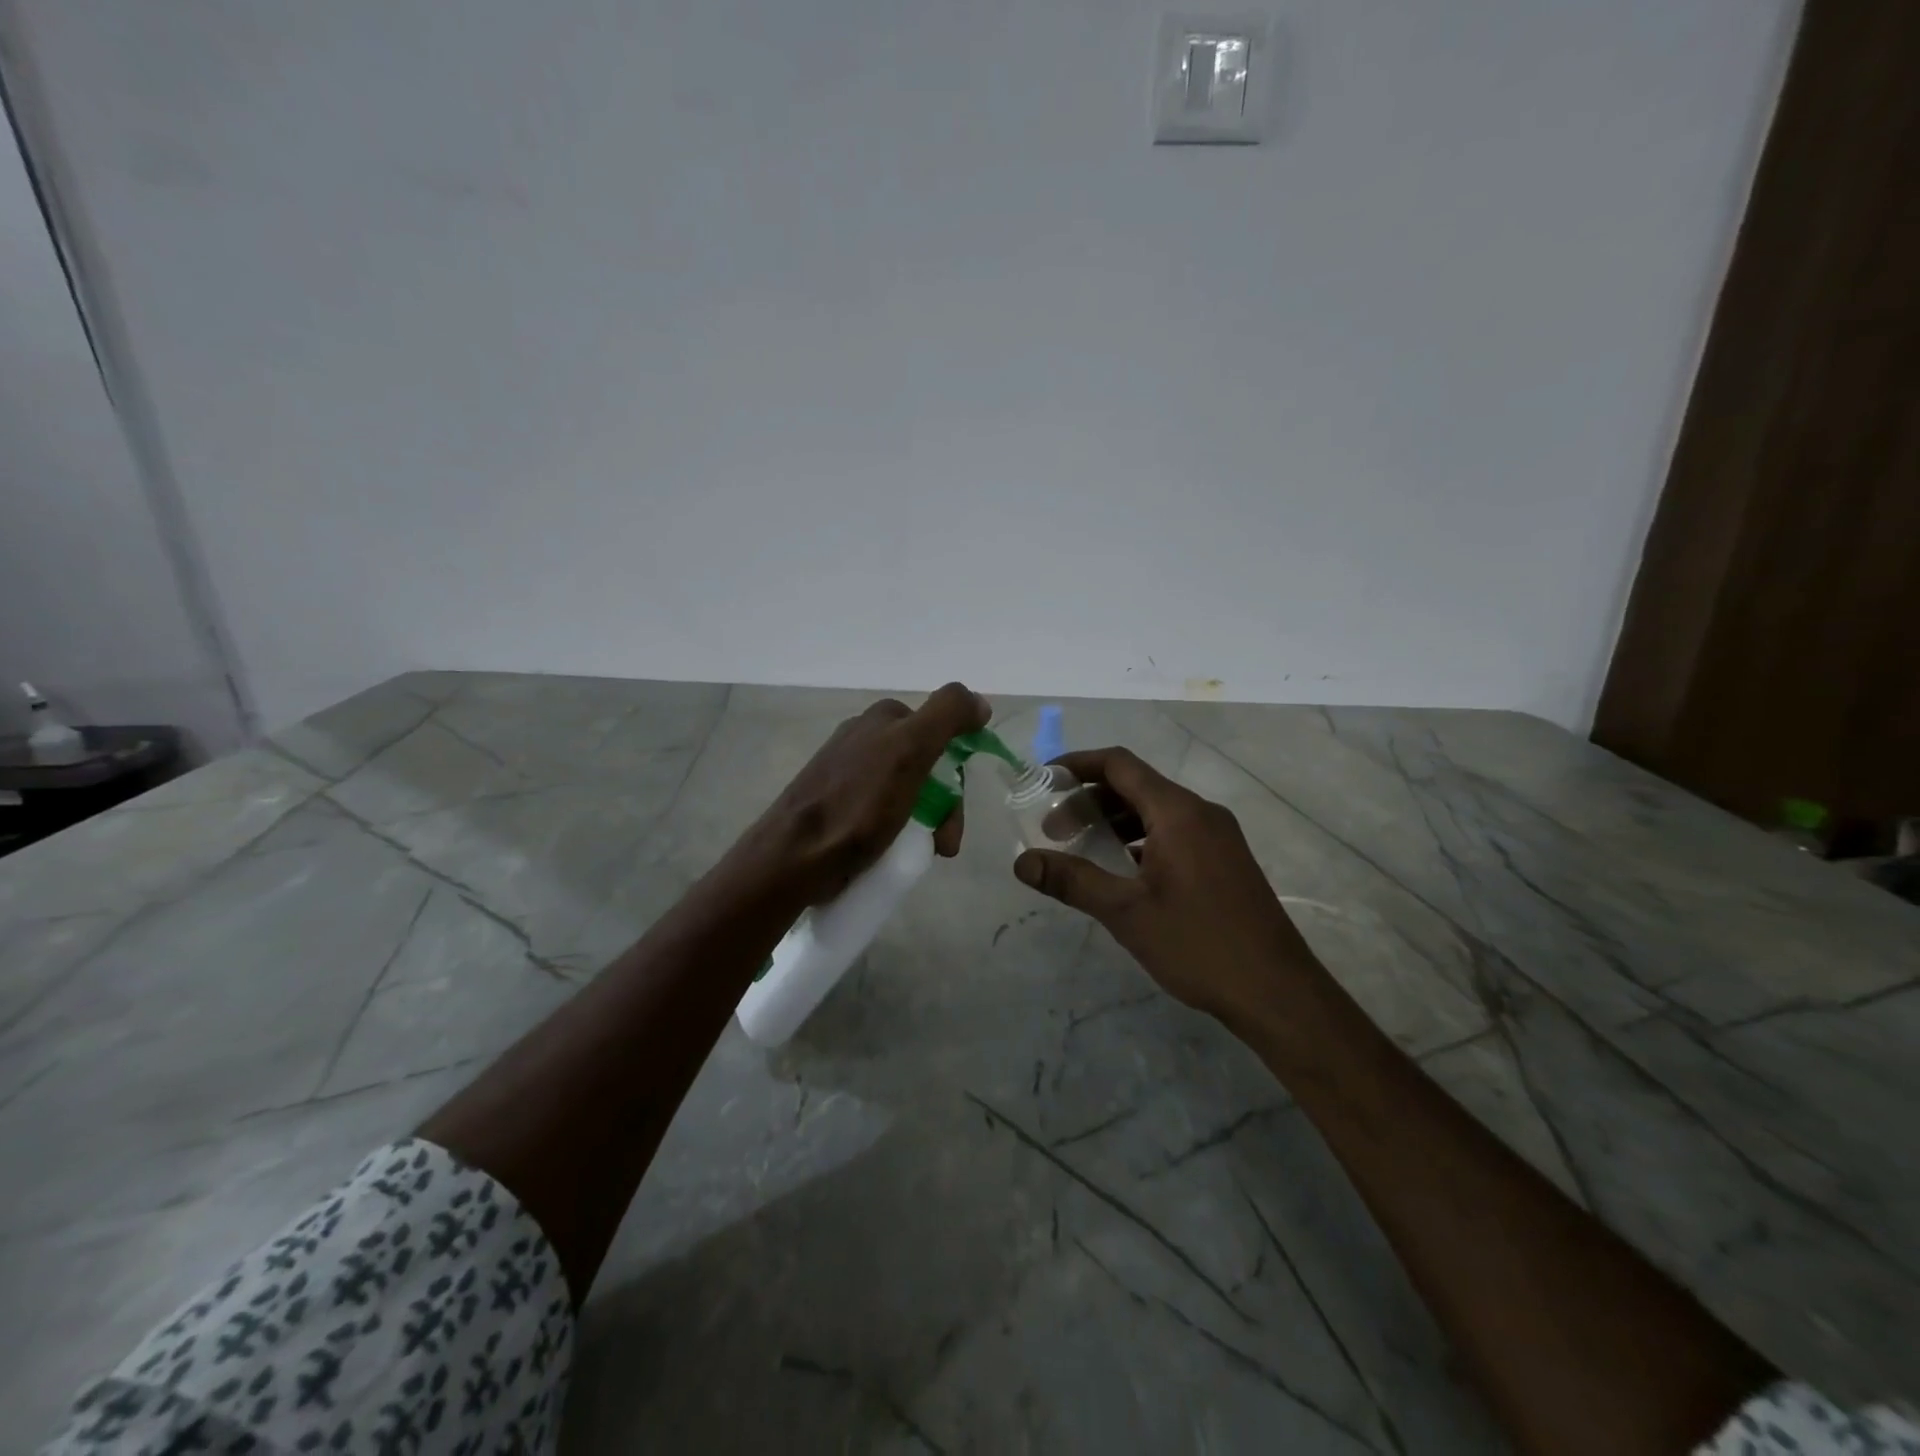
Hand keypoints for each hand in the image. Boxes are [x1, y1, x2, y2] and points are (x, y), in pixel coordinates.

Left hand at [729, 682, 990, 907]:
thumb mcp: (910, 750)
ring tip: (924, 855)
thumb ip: (947, 715)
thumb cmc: (857, 804)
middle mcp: (865, 738)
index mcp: (883, 719)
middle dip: (943, 806)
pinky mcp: (836, 805)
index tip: (954, 811)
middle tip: (942, 843)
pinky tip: (893, 852)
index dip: (955, 772)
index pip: (941, 734)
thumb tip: (980, 702)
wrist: (794, 858)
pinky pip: (882, 812)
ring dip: (926, 824)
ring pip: (907, 793)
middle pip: (926, 766)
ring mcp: (847, 773)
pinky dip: (897, 831)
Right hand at [1013, 747, 1320, 1021]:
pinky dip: (1140, 839)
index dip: (1078, 764)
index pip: (1120, 764)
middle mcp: (1201, 813)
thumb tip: (1022, 862)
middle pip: (1136, 785)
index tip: (1043, 780)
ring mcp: (1218, 836)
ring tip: (1082, 849)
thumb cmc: (1198, 944)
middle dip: (1090, 800)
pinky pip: (1174, 832)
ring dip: (1115, 821)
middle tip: (1053, 831)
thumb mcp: (1126, 912)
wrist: (1278, 992)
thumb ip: (1072, 880)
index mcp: (1177, 812)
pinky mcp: (1226, 860)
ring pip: (1155, 811)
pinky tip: (1122, 871)